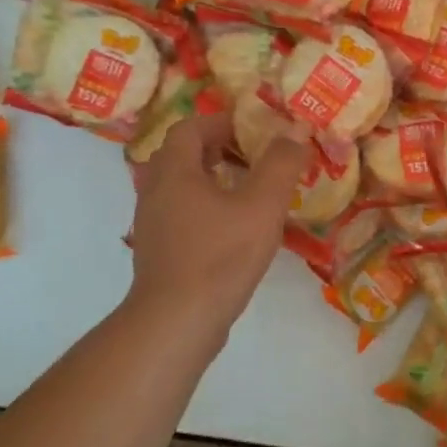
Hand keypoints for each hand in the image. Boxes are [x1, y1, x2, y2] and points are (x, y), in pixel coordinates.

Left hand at [129, 112, 309, 341]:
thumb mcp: (262, 206)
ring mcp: (151, 224)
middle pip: (180, 155)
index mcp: (174, 172)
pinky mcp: (157, 252)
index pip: (189, 128)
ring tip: (245, 190)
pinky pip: (177, 213)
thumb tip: (295, 128)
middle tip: (249, 156)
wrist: (176, 323)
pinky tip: (231, 228)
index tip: (250, 130)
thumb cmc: (219, 257)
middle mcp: (154, 191)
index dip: (219, 122)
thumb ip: (280, 164)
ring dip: (208, 179)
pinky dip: (202, 207)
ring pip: (178, 186)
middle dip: (214, 148)